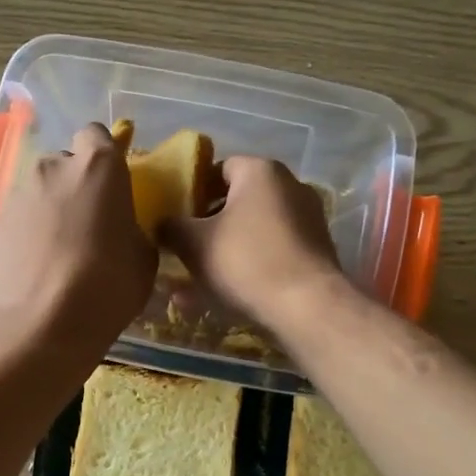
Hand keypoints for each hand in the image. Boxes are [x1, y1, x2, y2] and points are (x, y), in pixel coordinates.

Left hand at [0, 123, 156, 358]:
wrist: (45, 322)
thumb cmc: (109, 284)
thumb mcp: (143, 257)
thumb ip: (131, 228)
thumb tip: (121, 230)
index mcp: (98, 166)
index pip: (97, 135)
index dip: (104, 156)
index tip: (111, 185)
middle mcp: (54, 167)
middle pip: (66, 163)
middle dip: (76, 185)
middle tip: (88, 222)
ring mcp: (19, 193)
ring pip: (40, 191)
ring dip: (51, 209)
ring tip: (60, 249)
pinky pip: (20, 218)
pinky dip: (30, 232)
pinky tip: (39, 265)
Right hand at [163, 156, 344, 326]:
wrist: (307, 307)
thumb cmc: (245, 262)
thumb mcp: (194, 244)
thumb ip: (171, 228)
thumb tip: (161, 224)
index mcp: (260, 171)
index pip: (219, 168)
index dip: (193, 190)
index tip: (175, 216)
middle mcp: (289, 187)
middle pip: (237, 201)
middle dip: (207, 226)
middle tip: (183, 248)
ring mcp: (306, 220)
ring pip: (251, 233)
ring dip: (222, 253)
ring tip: (192, 284)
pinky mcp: (314, 252)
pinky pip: (269, 254)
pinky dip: (246, 269)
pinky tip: (219, 298)